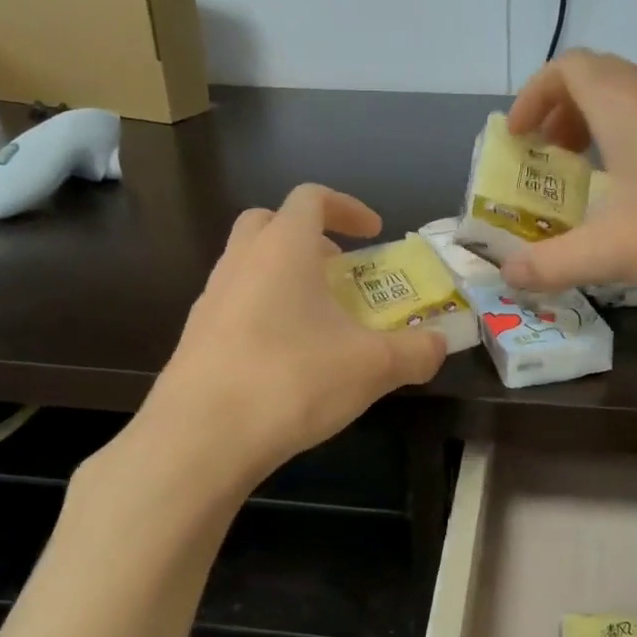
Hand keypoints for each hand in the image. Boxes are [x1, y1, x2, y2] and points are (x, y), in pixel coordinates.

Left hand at [132, 184, 447, 488]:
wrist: (202, 438)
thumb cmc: (292, 381)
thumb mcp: (372, 367)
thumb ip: (416, 351)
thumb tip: (441, 344)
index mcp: (283, 249)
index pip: (312, 198)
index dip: (348, 208)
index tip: (374, 233)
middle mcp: (240, 263)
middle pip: (269, 224)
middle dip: (308, 238)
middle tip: (339, 272)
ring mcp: (211, 301)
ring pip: (249, 267)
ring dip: (285, 279)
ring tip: (319, 323)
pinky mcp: (196, 340)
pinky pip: (235, 308)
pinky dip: (264, 315)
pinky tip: (286, 361)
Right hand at [500, 50, 636, 299]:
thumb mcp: (616, 252)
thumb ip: (553, 263)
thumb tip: (508, 275)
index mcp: (627, 107)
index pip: (568, 69)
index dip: (533, 96)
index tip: (517, 139)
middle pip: (597, 81)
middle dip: (559, 116)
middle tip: (543, 162)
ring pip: (629, 105)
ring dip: (594, 132)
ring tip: (580, 182)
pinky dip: (626, 150)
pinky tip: (632, 201)